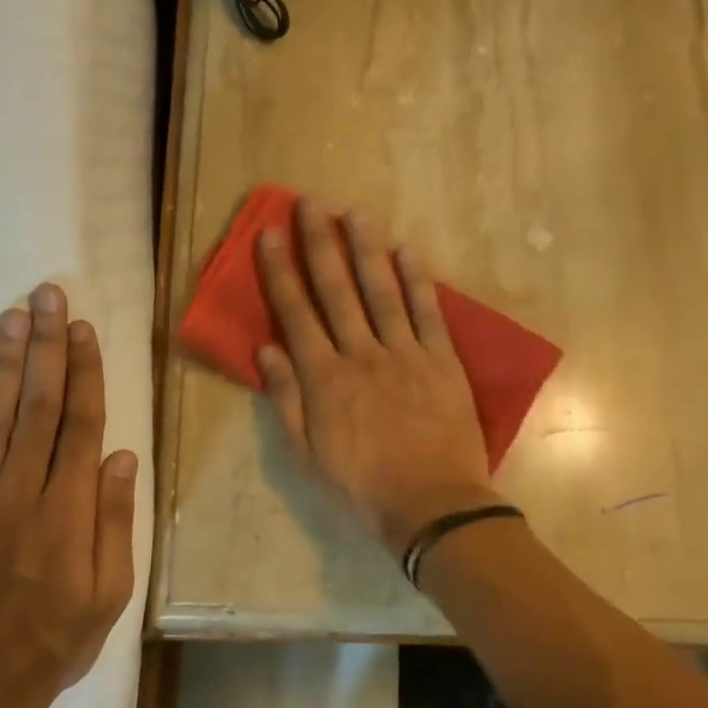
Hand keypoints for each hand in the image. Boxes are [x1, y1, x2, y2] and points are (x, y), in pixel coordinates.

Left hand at [0, 284, 136, 707]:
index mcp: (69, 509)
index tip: (82, 327)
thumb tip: (122, 456)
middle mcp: (22, 491)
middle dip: (44, 345)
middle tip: (46, 295)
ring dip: (6, 361)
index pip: (80, 423)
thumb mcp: (111, 590)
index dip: (84, 370)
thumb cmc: (57, 638)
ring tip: (13, 314)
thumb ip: (115, 520)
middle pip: (38, 404)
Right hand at [256, 199, 496, 552]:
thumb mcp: (308, 454)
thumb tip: (266, 349)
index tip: (271, 234)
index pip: (296, 314)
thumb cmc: (362, 485)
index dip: (281, 272)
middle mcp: (361, 354)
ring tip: (354, 212)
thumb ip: (286, 400)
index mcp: (325, 378)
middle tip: (310, 203)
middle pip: (337, 290)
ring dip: (366, 249)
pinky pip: (428, 312)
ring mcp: (405, 353)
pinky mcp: (441, 360)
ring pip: (382, 291)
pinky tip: (407, 251)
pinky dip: (417, 280)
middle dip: (320, 244)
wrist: (432, 504)